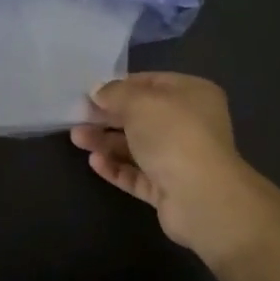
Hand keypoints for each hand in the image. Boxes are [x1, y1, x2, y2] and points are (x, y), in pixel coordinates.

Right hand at [71, 73, 270, 261]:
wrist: (201, 197)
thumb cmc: (173, 134)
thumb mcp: (139, 102)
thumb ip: (115, 93)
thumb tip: (98, 92)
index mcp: (192, 94)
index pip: (150, 83)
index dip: (120, 86)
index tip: (91, 93)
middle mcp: (189, 123)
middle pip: (141, 116)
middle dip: (108, 116)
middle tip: (77, 117)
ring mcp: (180, 158)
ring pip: (137, 146)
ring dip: (107, 141)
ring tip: (78, 139)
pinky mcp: (169, 189)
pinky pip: (138, 174)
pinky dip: (117, 167)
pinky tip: (95, 162)